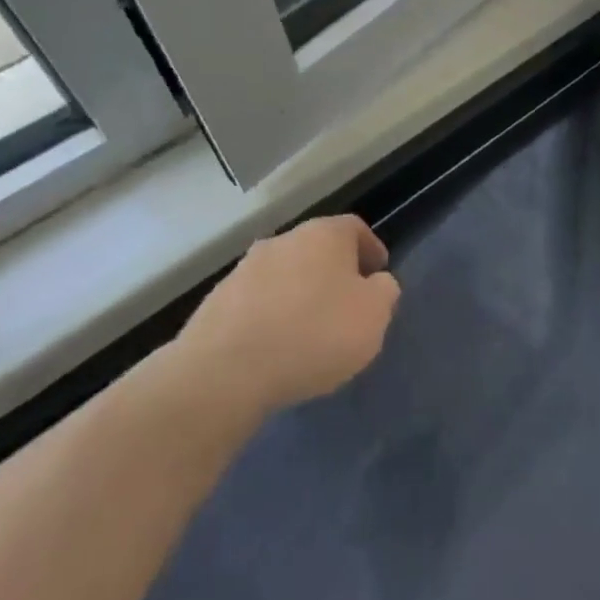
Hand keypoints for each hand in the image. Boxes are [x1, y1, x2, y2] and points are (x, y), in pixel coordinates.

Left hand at [170, 215, 399, 430]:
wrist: (225, 371)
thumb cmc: (314, 334)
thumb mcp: (373, 315)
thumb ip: (384, 292)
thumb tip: (376, 283)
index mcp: (324, 235)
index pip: (355, 228)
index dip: (370, 249)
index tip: (379, 273)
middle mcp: (282, 241)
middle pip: (317, 250)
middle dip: (333, 273)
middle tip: (347, 304)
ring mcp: (243, 270)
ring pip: (284, 275)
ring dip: (299, 295)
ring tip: (309, 331)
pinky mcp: (215, 303)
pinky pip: (256, 303)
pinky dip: (270, 317)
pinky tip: (276, 347)